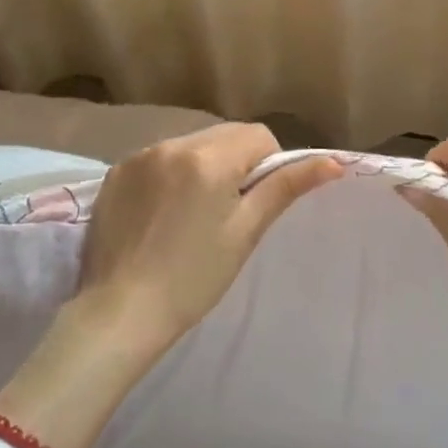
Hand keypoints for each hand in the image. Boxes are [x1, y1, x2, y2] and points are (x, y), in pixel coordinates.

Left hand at [0, 125, 338, 447]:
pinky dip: (169, 174)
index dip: (268, 165)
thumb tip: (333, 161)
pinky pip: (158, 158)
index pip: (258, 136)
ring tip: (192, 213)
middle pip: (223, 134)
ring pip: (190, 144)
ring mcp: (139, 156)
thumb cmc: (193, 278)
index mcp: (208, 158)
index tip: (256, 202)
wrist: (120, 312)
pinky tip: (161, 214)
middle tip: (229, 210)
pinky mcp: (115, 172)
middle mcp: (172, 145)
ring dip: (202, 165)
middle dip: (235, 161)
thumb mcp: (245, 231)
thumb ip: (285, 187)